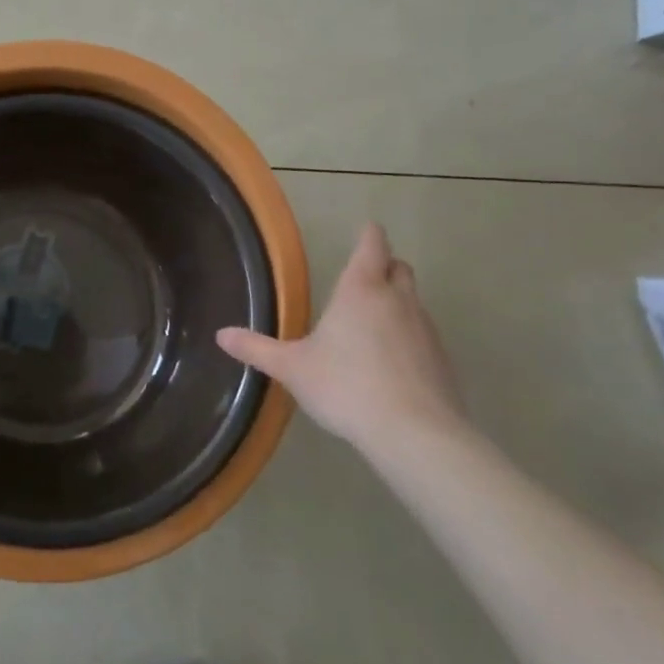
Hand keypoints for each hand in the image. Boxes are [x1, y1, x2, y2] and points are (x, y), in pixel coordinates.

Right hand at [217, 223, 461, 449]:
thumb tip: (221, 335)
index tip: (365, 230)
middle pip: (399, 267)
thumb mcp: (292, 368)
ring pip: (413, 301)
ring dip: (396, 303)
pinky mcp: (442, 360)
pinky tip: (390, 363)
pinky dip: (408, 337)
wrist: (414, 433)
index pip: (372, 245)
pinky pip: (423, 335)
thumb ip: (257, 348)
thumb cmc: (346, 386)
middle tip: (363, 277)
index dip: (368, 235)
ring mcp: (425, 329)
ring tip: (370, 325)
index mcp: (360, 290)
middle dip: (384, 266)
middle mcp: (397, 300)